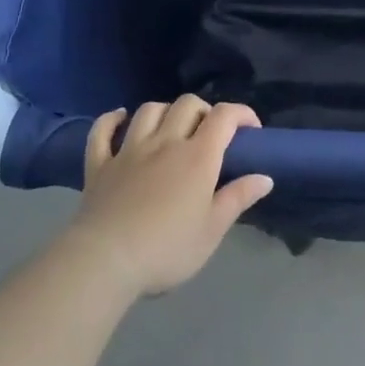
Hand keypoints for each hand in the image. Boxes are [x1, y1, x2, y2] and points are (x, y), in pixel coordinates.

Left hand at [64, 95, 273, 298]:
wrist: (106, 261)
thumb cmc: (166, 249)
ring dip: (165, 111)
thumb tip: (265, 177)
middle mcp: (164, 142)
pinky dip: (111, 120)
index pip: (224, 116)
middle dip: (204, 110)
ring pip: (149, 110)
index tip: (251, 129)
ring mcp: (129, 150)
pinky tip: (120, 118)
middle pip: (187, 104)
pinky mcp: (99, 164)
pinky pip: (102, 130)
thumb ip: (238, 199)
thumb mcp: (212, 231)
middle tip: (210, 134)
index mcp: (197, 157)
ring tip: (171, 128)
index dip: (241, 113)